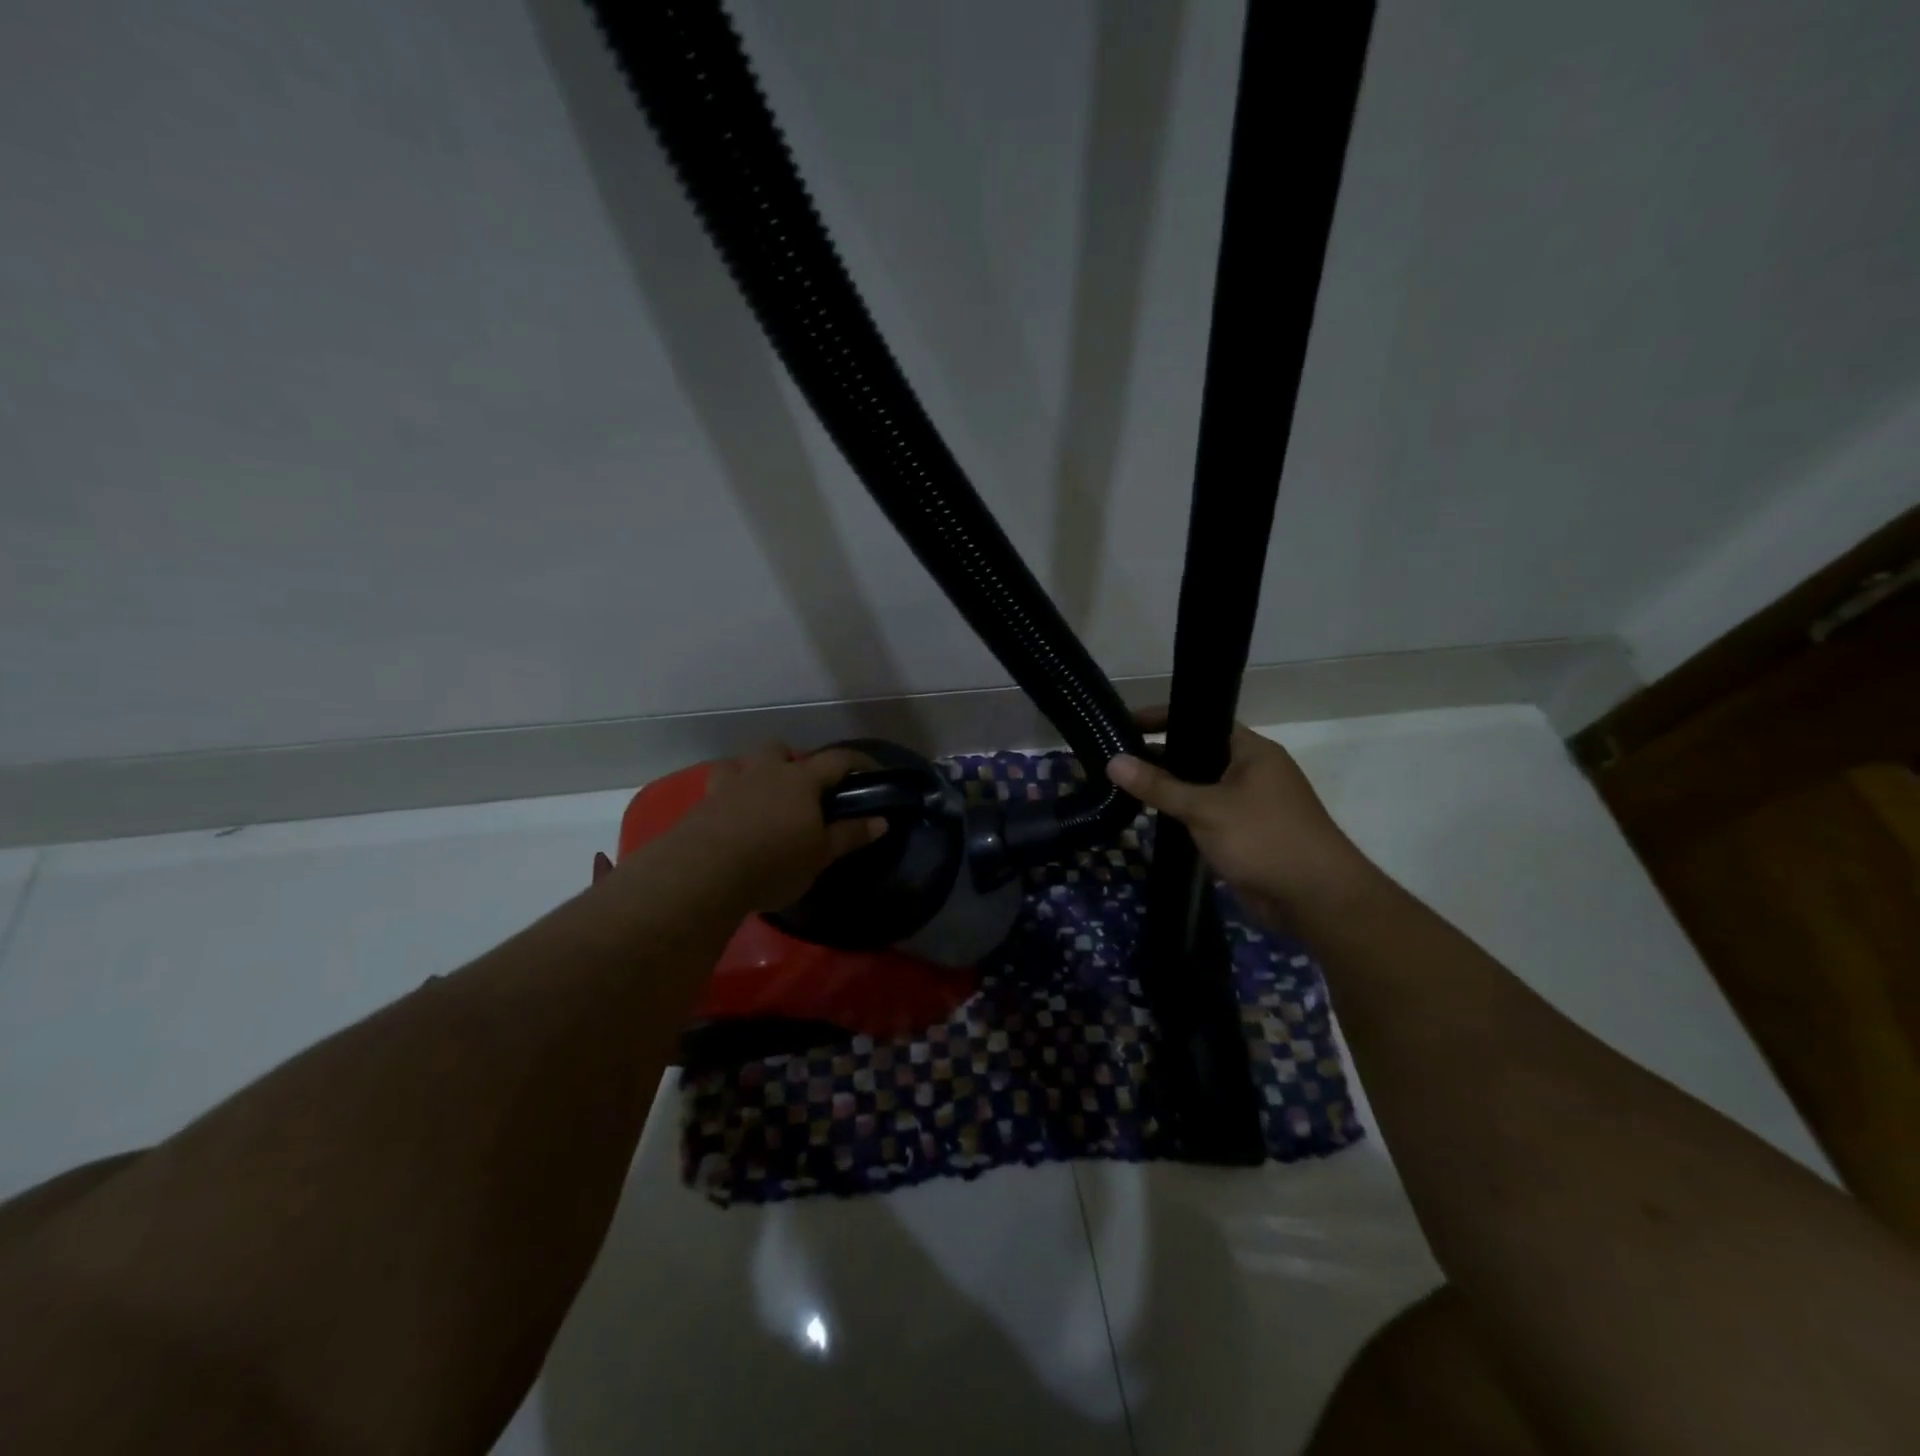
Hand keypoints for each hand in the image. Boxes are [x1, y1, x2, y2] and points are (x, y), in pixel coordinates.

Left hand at [657, 745, 887, 911]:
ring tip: (760, 800)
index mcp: (801, 780)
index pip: (838, 760)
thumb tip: (882, 821)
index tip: (874, 773)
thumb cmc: (774, 862)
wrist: (704, 872)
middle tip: (802, 790)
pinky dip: (728, 797)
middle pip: (780, 749)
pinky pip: (717, 788)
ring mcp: (730, 784)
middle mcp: (765, 772)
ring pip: (742, 763)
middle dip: (792, 761)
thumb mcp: (820, 855)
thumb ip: (850, 835)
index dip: (859, 763)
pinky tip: (731, 819)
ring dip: (754, 774)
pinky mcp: (703, 803)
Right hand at [1106, 711, 1373, 924]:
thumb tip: (1113, 762)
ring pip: (1200, 786)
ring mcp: (1250, 803)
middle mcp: (1252, 770)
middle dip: (1159, 755)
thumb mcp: (1205, 808)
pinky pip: (1206, 814)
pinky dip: (1182, 813)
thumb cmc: (1263, 838)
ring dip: (1169, 788)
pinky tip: (1151, 817)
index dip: (1163, 719)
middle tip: (1115, 757)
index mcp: (1252, 751)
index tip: (1125, 723)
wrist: (1315, 899)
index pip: (1201, 722)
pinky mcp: (1244, 833)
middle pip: (1198, 754)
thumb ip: (1158, 786)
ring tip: (1123, 785)